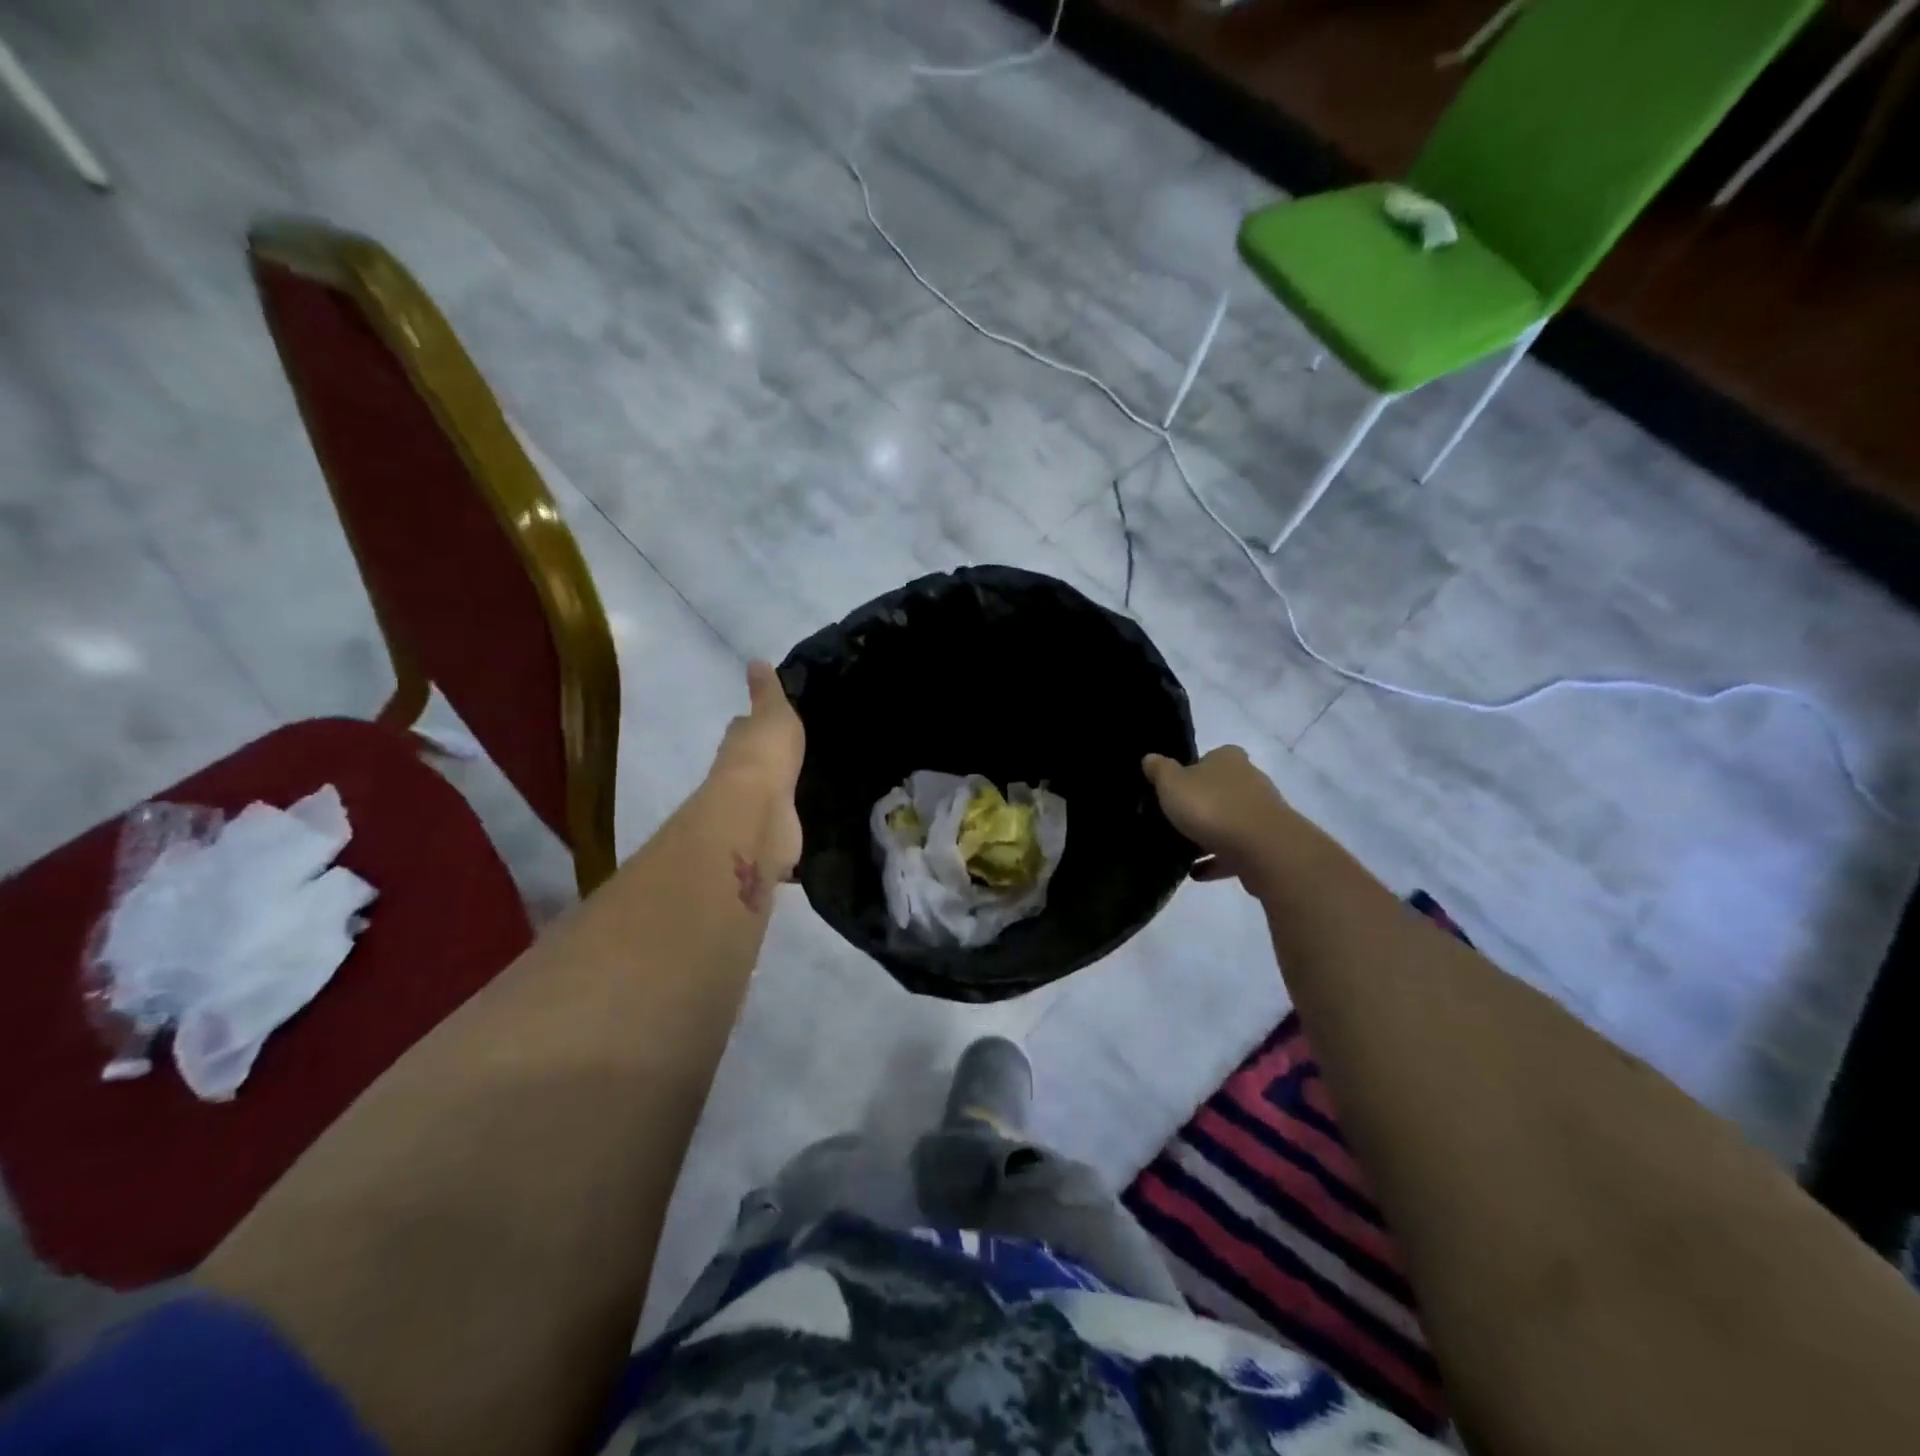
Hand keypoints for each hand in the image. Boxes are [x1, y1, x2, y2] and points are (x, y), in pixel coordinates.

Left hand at [711, 661, 804, 883]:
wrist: (758, 811)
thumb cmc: (765, 754)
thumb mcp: (773, 713)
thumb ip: (768, 692)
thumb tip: (756, 660)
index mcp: (740, 742)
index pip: (744, 728)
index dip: (753, 725)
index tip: (769, 723)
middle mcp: (741, 774)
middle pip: (752, 762)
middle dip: (766, 759)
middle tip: (793, 755)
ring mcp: (754, 807)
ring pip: (768, 793)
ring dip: (777, 791)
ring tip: (805, 786)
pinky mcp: (769, 835)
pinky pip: (780, 824)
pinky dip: (787, 822)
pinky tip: (806, 820)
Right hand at [1143, 747, 1295, 885]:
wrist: (1263, 848)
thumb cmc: (1212, 807)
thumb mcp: (1172, 784)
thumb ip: (1159, 770)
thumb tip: (1150, 758)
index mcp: (1228, 759)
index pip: (1210, 757)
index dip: (1192, 770)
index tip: (1174, 788)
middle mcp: (1250, 780)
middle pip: (1221, 789)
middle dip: (1202, 803)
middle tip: (1175, 818)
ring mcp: (1261, 813)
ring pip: (1229, 820)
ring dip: (1209, 834)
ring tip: (1182, 849)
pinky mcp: (1267, 844)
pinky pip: (1235, 850)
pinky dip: (1216, 859)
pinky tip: (1196, 872)